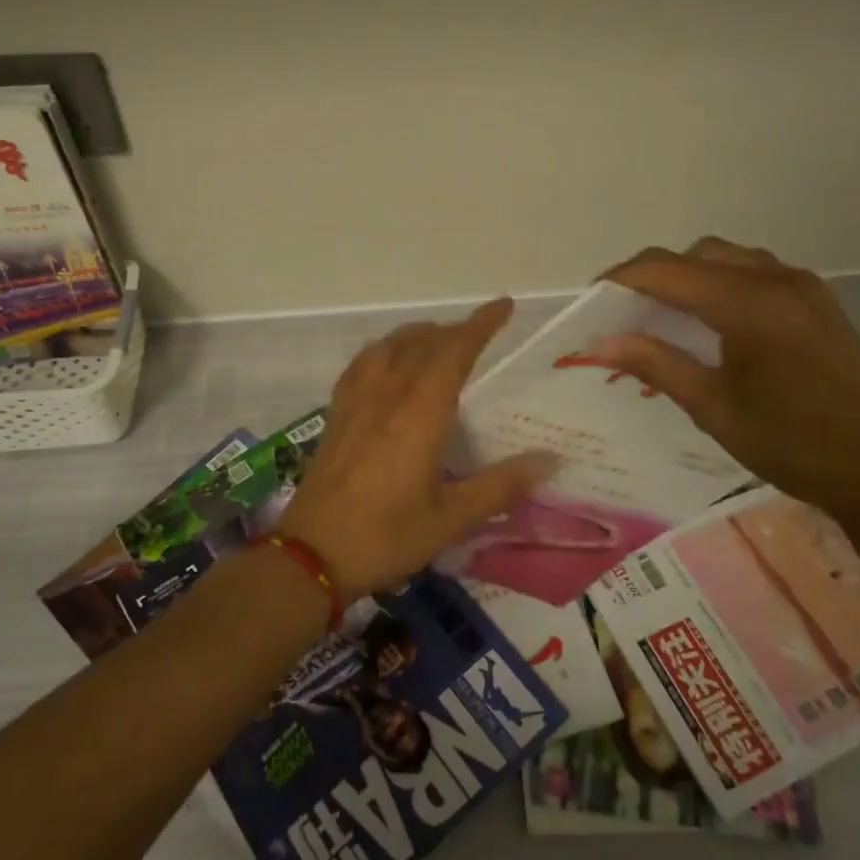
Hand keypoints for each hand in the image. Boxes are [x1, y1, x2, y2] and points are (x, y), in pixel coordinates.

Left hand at [279, 298, 555, 601]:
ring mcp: (356, 401)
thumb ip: (500, 486)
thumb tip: (549, 459)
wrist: (310, 554)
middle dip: (454, 330)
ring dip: (418, 335)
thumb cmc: (386, 537)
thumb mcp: (451, 519)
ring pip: (389, 346)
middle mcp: (388, 395)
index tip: (503, 306)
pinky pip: (362, 364)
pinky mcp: (336, 414)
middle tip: (480, 335)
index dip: (480, 325)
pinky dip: (384, 350)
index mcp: (420, 414)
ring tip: (437, 341)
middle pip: (422, 342)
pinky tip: (387, 364)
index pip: (454, 352)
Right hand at [595, 238, 859, 518]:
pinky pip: (756, 271)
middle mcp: (775, 279)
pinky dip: (722, 282)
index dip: (621, 279)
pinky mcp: (818, 301)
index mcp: (747, 303)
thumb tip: (602, 343)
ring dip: (690, 275)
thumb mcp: (713, 407)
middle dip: (653, 274)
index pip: (665, 270)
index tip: (591, 300)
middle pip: (696, 254)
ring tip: (665, 314)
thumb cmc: (792, 444)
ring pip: (728, 258)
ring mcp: (803, 286)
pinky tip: (713, 320)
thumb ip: (656, 364)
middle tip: (625, 311)